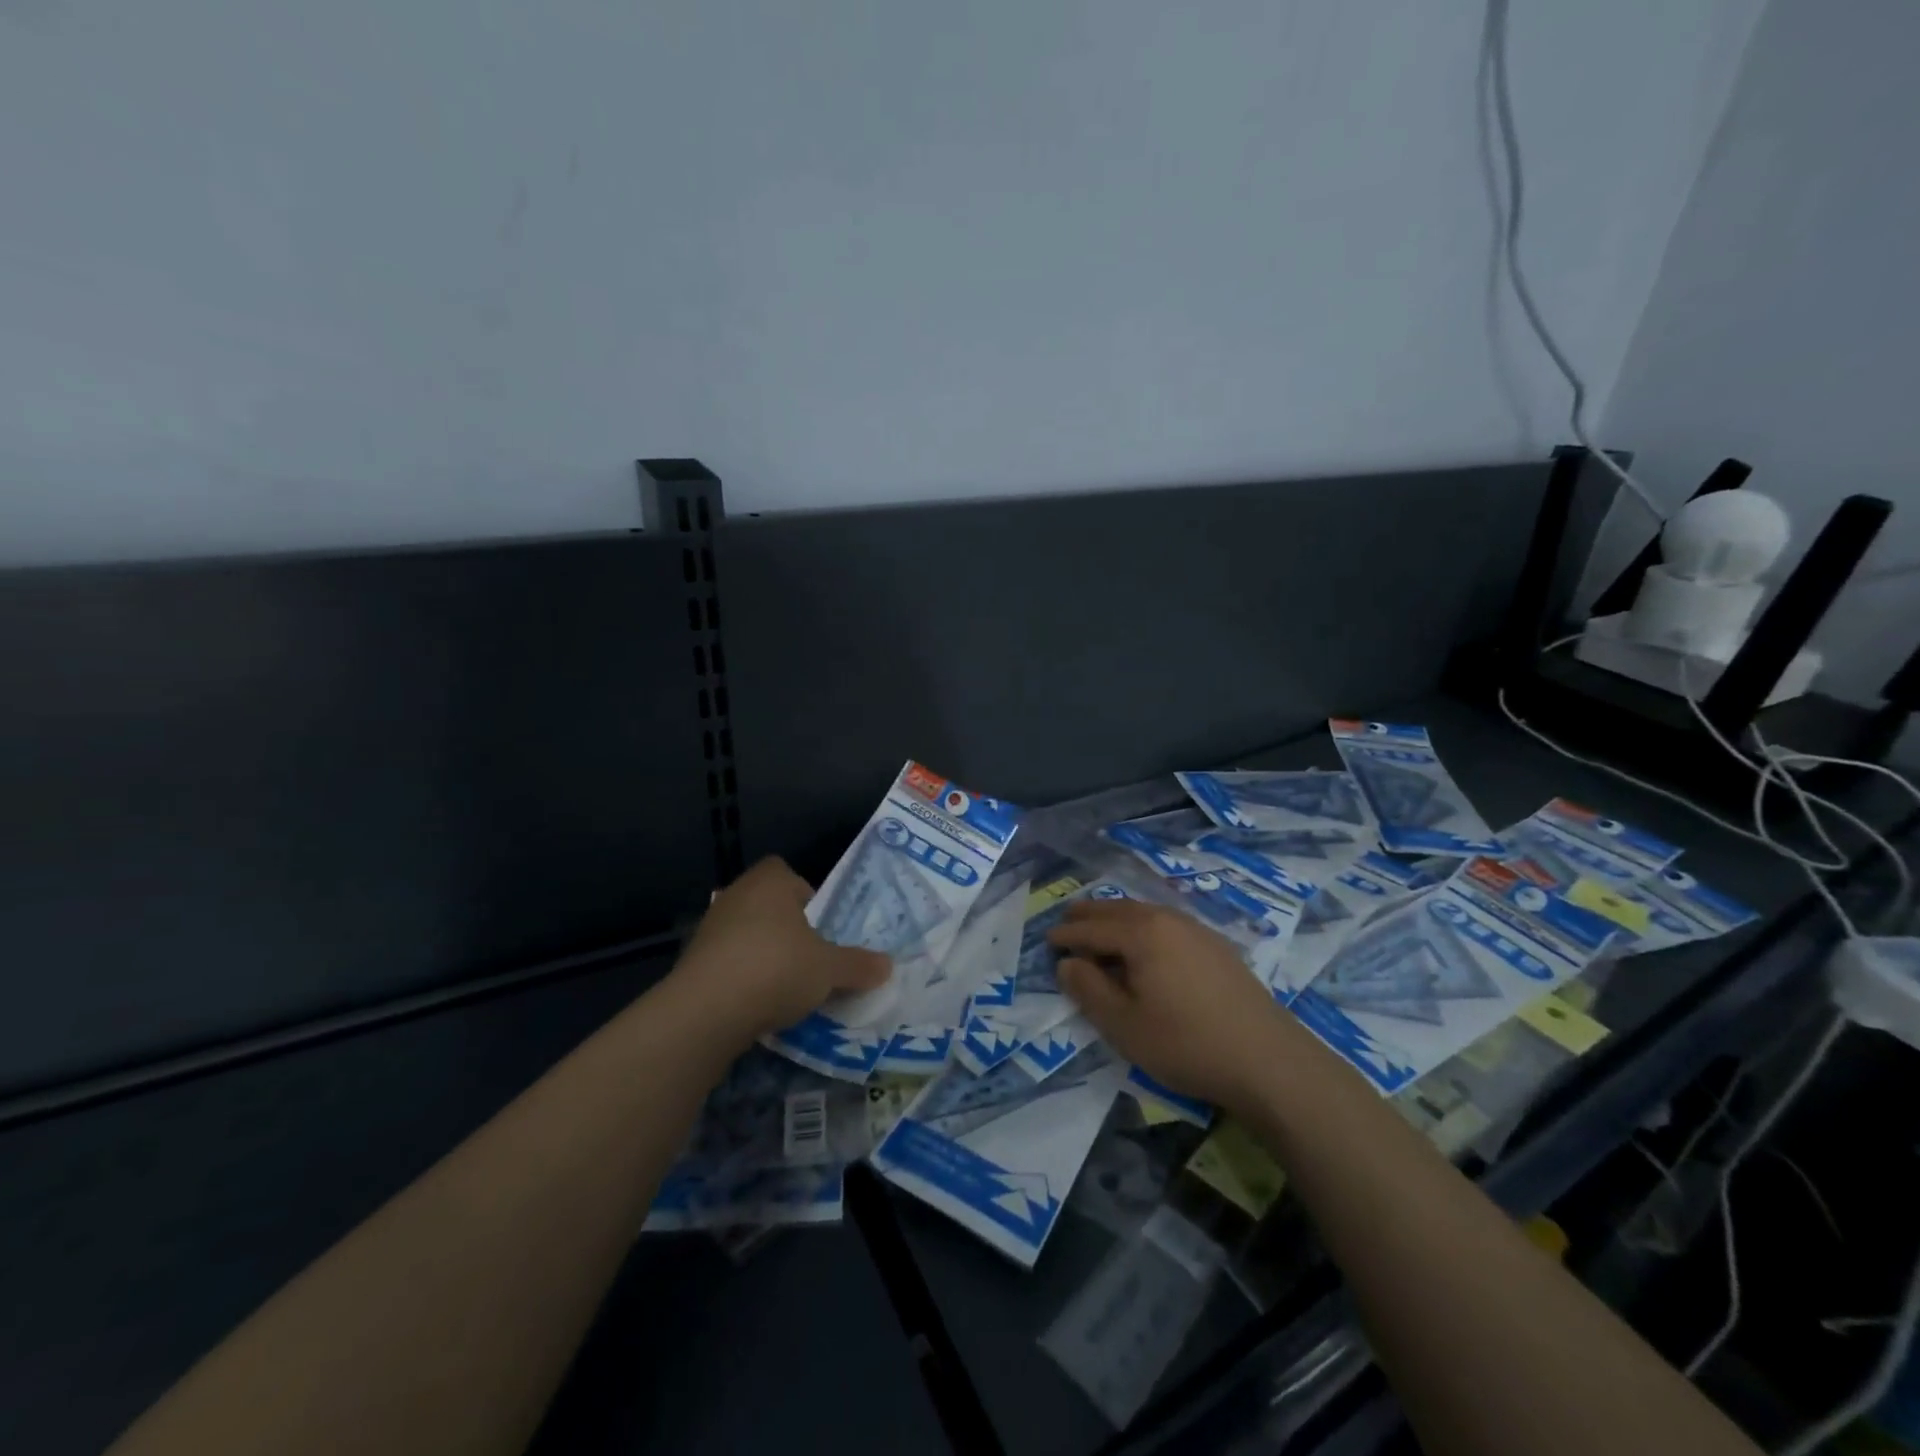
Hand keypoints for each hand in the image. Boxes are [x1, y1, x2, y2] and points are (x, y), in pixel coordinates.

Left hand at [672, 857, 890, 1042]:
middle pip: (770, 907)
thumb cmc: (776, 968)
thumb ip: (858, 965)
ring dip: (766, 956)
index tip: (821, 927)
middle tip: (812, 959)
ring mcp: (709, 930)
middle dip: (790, 931)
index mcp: (770, 882)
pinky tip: (759, 1006)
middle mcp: (736, 895)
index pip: (789, 874)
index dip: (807, 896)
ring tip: (788, 988)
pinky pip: (728, 964)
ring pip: (748, 936)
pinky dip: (744, 979)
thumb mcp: (829, 969)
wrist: (705, 1012)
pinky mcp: (693, 964)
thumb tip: (887, 965)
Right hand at [1048, 898, 1293, 1111]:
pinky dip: (1143, 925)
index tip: (1047, 942)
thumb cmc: (1186, 1043)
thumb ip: (1089, 990)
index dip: (1067, 936)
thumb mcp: (1124, 1025)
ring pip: (1145, 912)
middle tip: (1067, 920)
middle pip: (1118, 909)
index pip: (1092, 929)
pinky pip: (1166, 922)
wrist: (1267, 1059)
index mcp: (1140, 933)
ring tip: (1101, 928)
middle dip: (1089, 915)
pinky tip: (1146, 943)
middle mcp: (1167, 919)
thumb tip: (1067, 964)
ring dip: (1117, 917)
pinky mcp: (1216, 946)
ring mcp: (1196, 929)